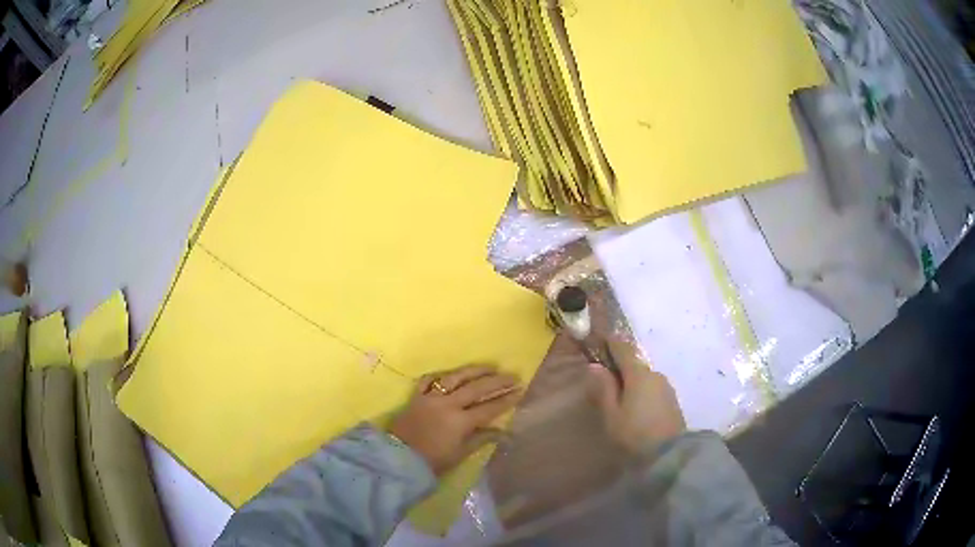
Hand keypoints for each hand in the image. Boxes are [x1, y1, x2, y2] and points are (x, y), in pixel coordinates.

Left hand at [388, 364, 522, 474]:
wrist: (398, 458)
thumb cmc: (432, 461)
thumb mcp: (460, 454)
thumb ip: (481, 439)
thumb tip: (503, 432)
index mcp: (460, 421)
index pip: (489, 408)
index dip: (506, 399)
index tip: (520, 390)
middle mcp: (448, 404)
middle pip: (476, 388)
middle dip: (497, 381)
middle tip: (512, 375)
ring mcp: (430, 397)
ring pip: (455, 378)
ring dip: (474, 371)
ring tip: (489, 367)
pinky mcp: (416, 396)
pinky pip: (429, 380)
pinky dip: (441, 376)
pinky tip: (451, 374)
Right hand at [587, 341, 685, 455]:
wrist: (670, 454)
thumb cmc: (635, 433)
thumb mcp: (612, 414)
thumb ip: (604, 389)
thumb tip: (595, 366)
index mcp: (638, 374)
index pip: (623, 348)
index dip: (610, 342)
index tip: (598, 340)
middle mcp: (655, 374)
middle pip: (635, 363)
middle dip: (620, 367)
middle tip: (604, 379)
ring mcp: (666, 387)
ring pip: (644, 377)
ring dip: (632, 381)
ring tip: (619, 398)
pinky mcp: (672, 400)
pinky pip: (652, 388)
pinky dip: (642, 391)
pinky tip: (636, 407)